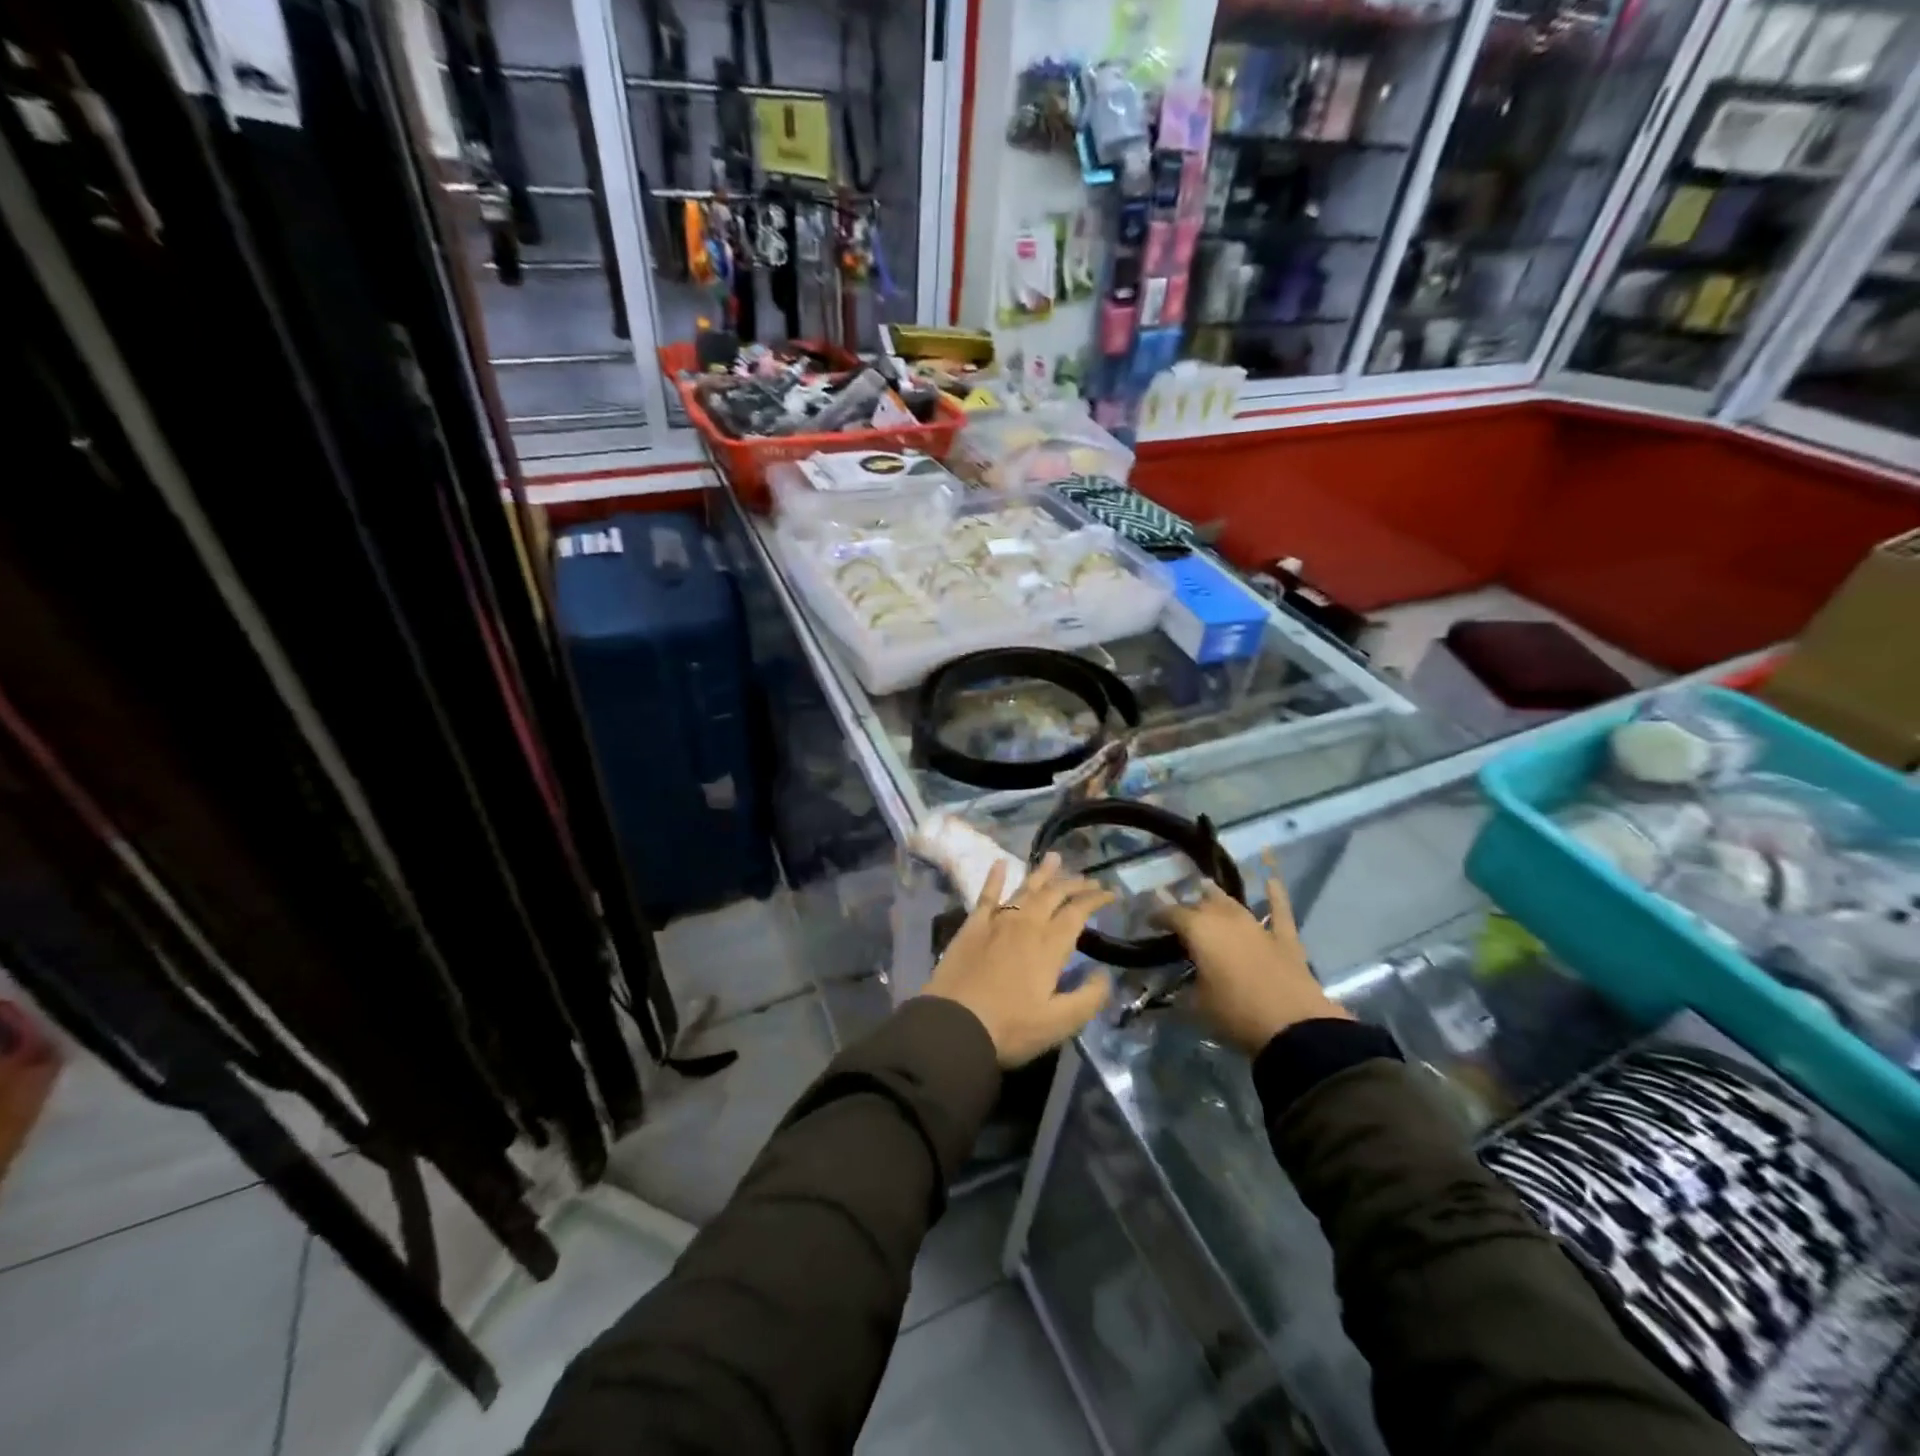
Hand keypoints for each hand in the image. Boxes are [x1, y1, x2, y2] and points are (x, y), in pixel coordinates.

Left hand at [922, 854, 1115, 1067]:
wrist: (954, 1025)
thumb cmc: (1010, 1027)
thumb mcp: (1060, 1023)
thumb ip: (1089, 997)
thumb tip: (1105, 974)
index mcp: (1049, 945)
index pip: (1078, 913)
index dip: (1096, 900)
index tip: (1110, 893)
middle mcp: (1025, 924)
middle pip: (1054, 895)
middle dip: (1074, 884)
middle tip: (1089, 879)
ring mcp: (997, 921)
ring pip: (1025, 889)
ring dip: (1042, 873)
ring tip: (1055, 857)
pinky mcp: (972, 926)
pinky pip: (986, 895)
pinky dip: (994, 877)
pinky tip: (999, 863)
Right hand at [1158, 875, 1348, 1055]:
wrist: (1293, 1027)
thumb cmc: (1235, 1014)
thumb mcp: (1196, 1006)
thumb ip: (1179, 992)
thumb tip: (1167, 992)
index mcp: (1198, 930)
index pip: (1170, 914)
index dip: (1157, 916)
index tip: (1148, 922)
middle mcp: (1225, 918)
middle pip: (1201, 904)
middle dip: (1188, 908)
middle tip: (1179, 918)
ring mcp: (1256, 925)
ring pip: (1232, 903)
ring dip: (1217, 898)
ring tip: (1206, 890)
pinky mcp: (1284, 938)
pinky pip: (1279, 911)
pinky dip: (1275, 896)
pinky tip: (1272, 881)